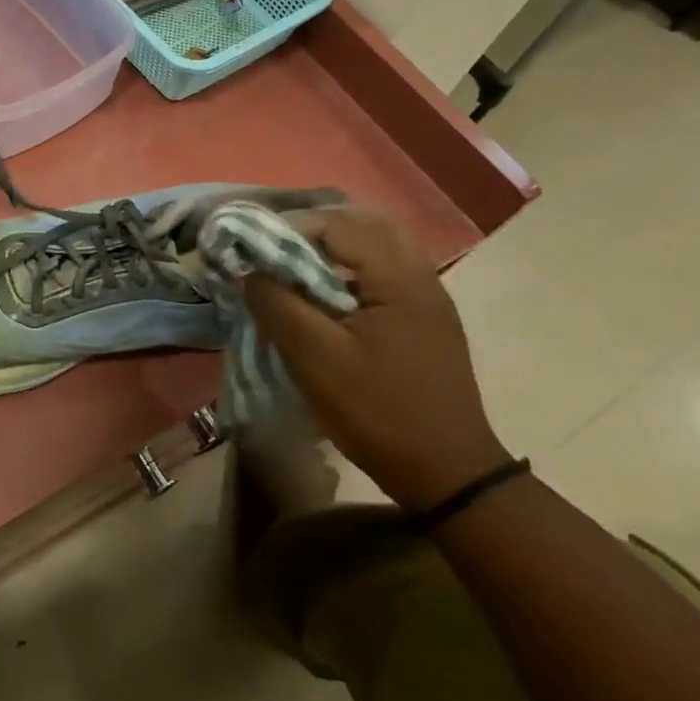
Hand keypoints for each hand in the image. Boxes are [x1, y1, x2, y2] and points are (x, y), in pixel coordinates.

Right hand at [245, 207, 510, 510]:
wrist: (449, 475)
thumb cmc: (378, 412)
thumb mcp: (315, 359)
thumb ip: (278, 305)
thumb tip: (250, 271)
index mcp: (399, 278)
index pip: (337, 225)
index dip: (289, 230)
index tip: (255, 251)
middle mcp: (421, 277)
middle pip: (363, 227)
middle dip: (314, 233)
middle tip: (277, 255)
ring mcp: (429, 300)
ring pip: (377, 250)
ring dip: (334, 254)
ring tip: (297, 276)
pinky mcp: (427, 322)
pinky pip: (384, 276)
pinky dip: (351, 275)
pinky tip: (328, 303)